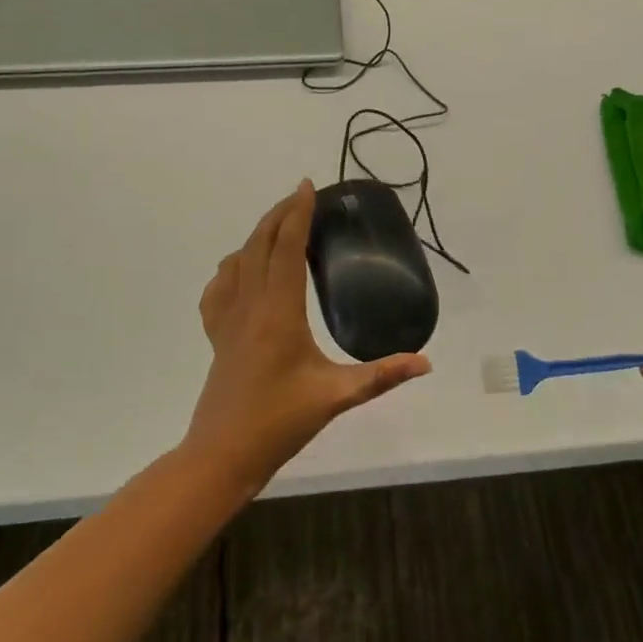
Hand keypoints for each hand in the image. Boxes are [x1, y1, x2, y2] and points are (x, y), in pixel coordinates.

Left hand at [184, 181, 431, 497]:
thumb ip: (382, 375)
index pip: (287, 248)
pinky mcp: (217, 335)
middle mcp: (249, 305)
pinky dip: (233, 266)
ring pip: (238, 260)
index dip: (297, 214)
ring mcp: (227, 319)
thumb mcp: (336, 396)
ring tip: (279, 226)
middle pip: (259, 244)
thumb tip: (425, 363)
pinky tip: (242, 271)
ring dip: (258, 235)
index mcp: (278, 312)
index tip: (307, 186)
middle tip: (301, 197)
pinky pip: (220, 287)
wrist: (222, 454)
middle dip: (279, 214)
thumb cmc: (279, 422)